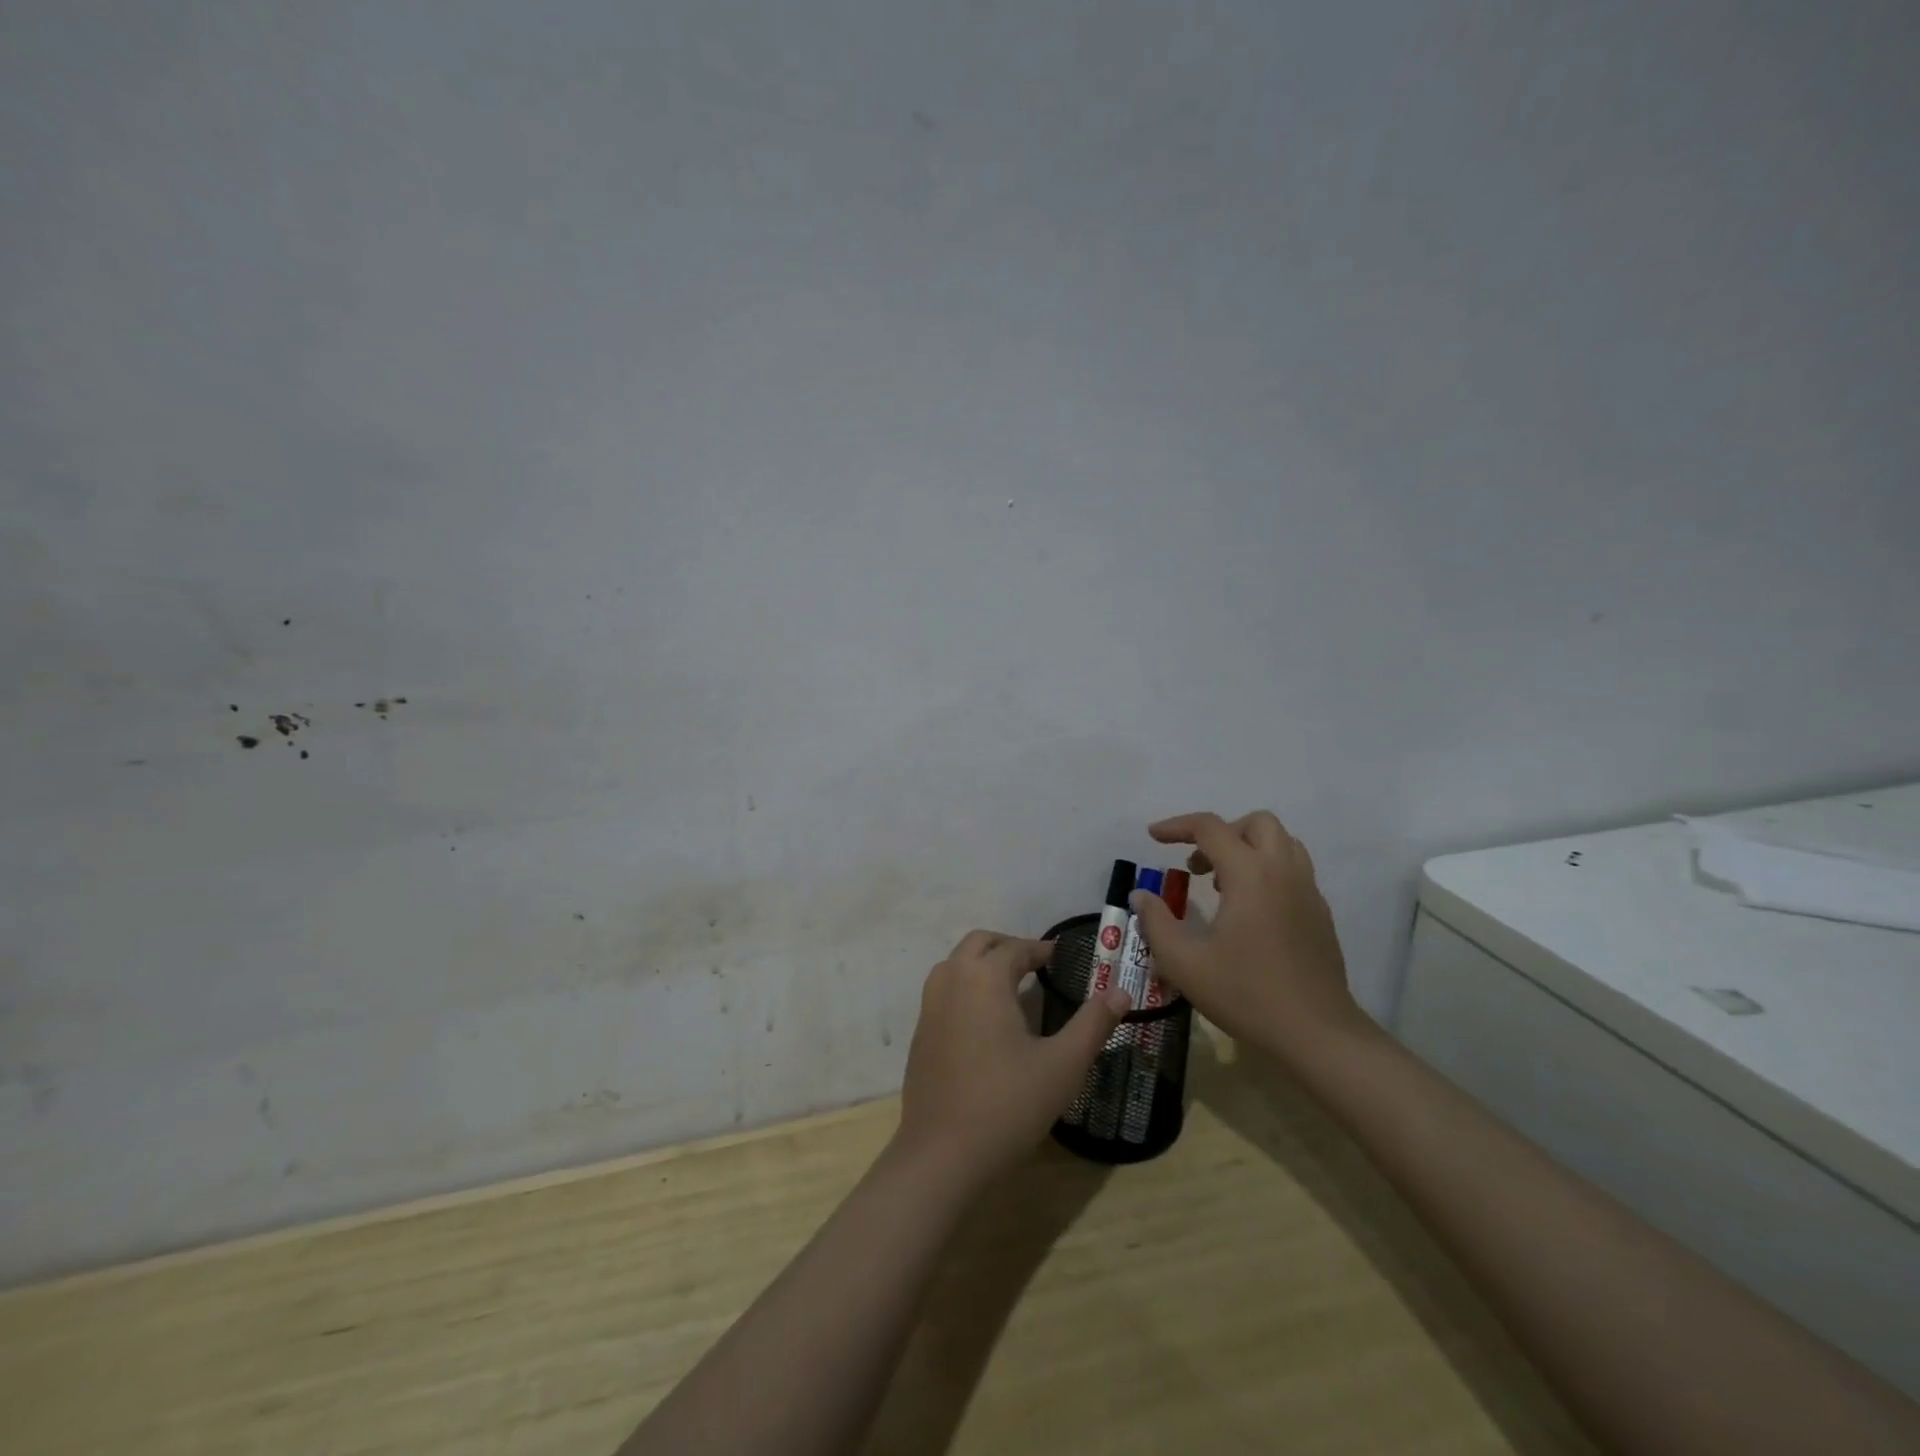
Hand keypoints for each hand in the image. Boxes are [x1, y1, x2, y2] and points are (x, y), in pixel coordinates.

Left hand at [896, 930, 1129, 1187]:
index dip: (1041, 949)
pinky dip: (966, 987)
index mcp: (984, 978)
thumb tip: (1121, 992)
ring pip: (956, 964)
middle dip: (1008, 946)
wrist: (942, 1155)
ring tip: (1012, 986)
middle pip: (979, 943)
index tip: (1062, 957)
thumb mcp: (1063, 1065)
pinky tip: (985, 1020)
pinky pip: (944, 991)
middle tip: (1037, 965)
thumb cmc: (1008, 1104)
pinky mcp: (920, 1033)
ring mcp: (929, 1006)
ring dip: (982, 963)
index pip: (1016, 948)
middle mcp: (951, 980)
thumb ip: (1093, 1024)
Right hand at [1131, 811, 1369, 1067]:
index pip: (1210, 827)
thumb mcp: (1185, 963)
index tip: (1153, 837)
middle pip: (1256, 823)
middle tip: (1197, 866)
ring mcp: (1308, 891)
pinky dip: (1267, 870)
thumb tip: (1141, 895)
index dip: (1177, 826)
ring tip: (1222, 884)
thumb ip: (1156, 923)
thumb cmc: (1246, 995)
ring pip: (1281, 842)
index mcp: (1250, 874)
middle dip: (1221, 833)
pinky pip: (1293, 869)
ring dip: (1248, 848)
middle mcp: (1283, 871)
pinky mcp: (1320, 913)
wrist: (1317, 1034)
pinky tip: (1249, 911)